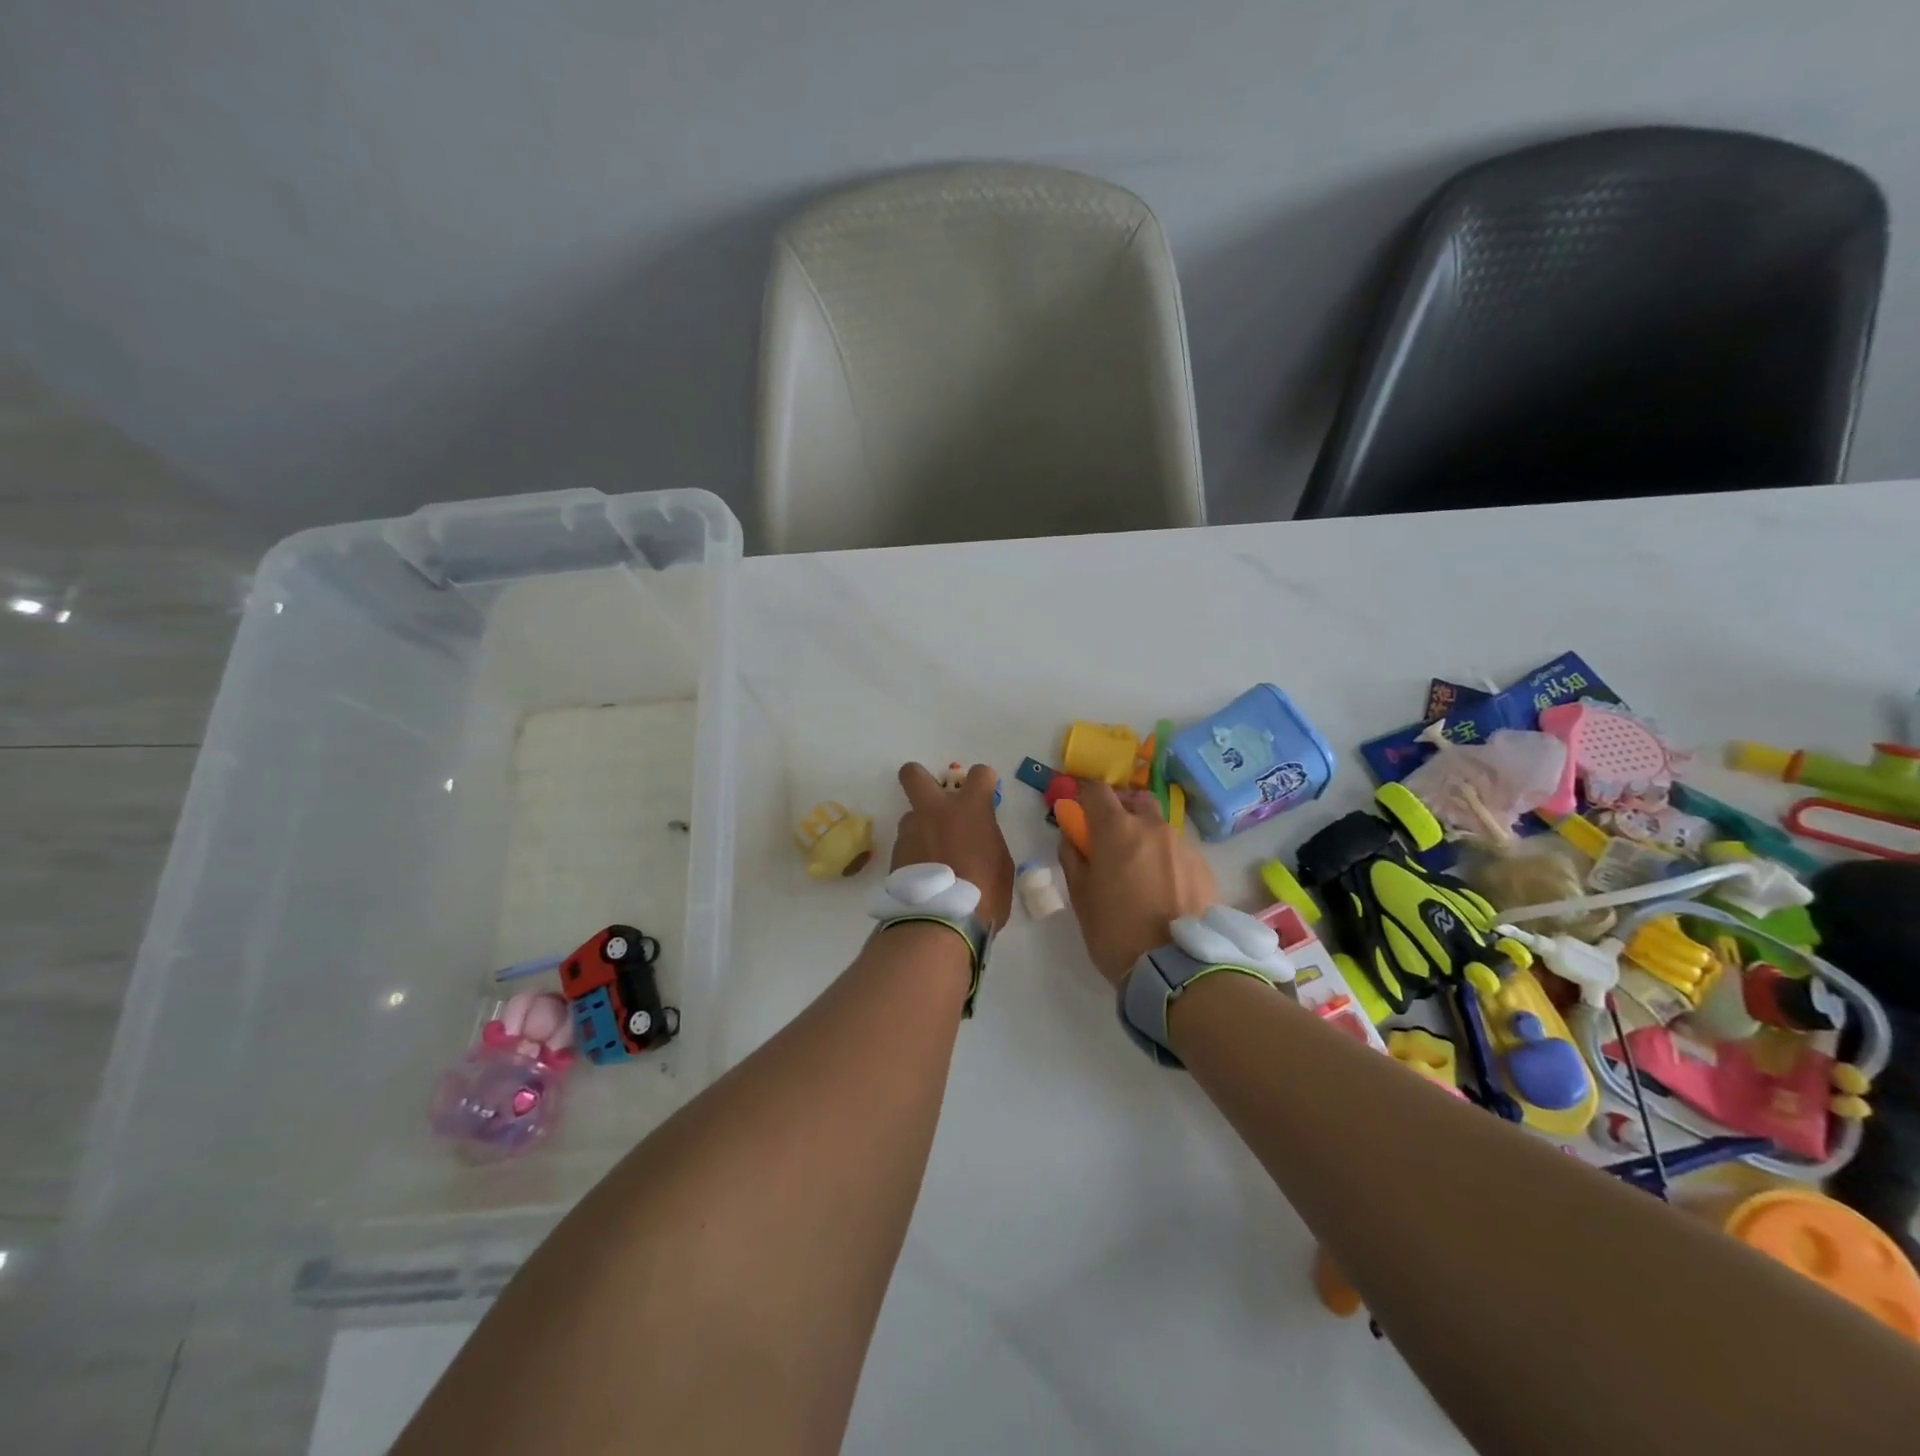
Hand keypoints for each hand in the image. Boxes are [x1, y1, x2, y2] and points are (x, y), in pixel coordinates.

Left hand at [892, 763, 1015, 930]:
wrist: (939, 923)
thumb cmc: (984, 894)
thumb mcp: (1001, 865)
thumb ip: (988, 841)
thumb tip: (978, 841)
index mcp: (969, 809)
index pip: (980, 774)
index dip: (985, 780)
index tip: (987, 791)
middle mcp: (934, 812)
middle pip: (914, 775)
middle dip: (921, 777)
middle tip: (935, 797)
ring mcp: (910, 832)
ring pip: (911, 817)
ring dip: (922, 829)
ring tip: (934, 859)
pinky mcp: (894, 855)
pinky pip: (907, 845)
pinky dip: (916, 856)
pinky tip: (925, 878)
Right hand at [1058, 782, 1216, 983]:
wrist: (1177, 968)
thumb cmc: (1115, 931)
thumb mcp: (1080, 896)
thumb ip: (1073, 857)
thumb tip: (1072, 836)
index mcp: (1116, 828)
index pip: (1096, 789)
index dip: (1084, 795)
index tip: (1079, 810)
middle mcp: (1152, 826)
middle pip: (1134, 800)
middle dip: (1119, 810)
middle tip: (1109, 839)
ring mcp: (1182, 844)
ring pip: (1158, 825)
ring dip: (1144, 834)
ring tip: (1139, 869)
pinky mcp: (1203, 865)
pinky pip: (1177, 849)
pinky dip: (1165, 856)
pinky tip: (1162, 887)